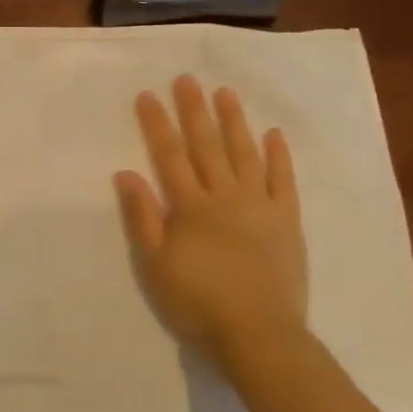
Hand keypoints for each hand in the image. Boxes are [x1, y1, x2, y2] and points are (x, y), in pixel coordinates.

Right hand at [114, 76, 306, 372]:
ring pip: (244, 153)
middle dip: (194, 110)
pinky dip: (278, 155)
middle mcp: (224, 195)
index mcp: (190, 206)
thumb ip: (141, 217)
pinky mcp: (286, 219)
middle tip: (187, 79)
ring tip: (225, 92)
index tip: (148, 94)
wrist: (257, 333)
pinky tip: (273, 134)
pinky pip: (282, 180)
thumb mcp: (155, 264)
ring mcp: (259, 204)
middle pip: (206, 145)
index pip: (169, 155)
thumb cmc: (197, 302)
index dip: (157, 123)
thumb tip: (126, 173)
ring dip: (234, 121)